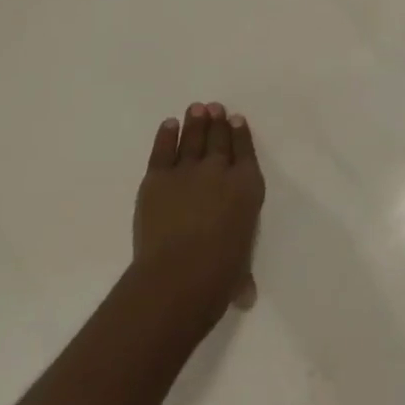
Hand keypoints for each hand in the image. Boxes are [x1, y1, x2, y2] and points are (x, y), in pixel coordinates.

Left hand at [133, 102, 265, 329]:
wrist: (179, 274)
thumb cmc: (219, 276)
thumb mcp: (240, 271)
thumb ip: (241, 275)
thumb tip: (244, 296)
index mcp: (247, 187)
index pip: (245, 151)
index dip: (241, 134)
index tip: (236, 120)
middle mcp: (220, 171)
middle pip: (219, 138)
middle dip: (217, 122)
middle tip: (215, 108)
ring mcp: (187, 171)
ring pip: (192, 138)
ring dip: (195, 122)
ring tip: (196, 108)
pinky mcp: (157, 178)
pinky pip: (163, 150)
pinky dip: (166, 136)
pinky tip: (169, 125)